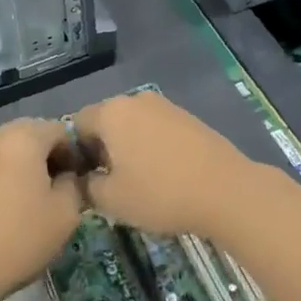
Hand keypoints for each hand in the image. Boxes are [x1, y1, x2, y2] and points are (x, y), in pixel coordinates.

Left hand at [0, 118, 85, 300]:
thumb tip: (68, 177)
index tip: (78, 183)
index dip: (75, 154)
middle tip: (56, 191)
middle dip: (48, 157)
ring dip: (23, 167)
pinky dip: (1, 179)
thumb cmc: (19, 239)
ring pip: (7, 151)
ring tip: (30, 201)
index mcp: (24, 138)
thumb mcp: (66, 214)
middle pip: (31, 135)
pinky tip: (3, 210)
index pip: (61, 130)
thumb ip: (75, 184)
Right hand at [73, 90, 270, 240]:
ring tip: (137, 183)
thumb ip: (86, 187)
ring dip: (127, 149)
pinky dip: (151, 148)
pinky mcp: (188, 118)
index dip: (75, 154)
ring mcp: (166, 106)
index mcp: (111, 112)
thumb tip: (83, 180)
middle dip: (101, 151)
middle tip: (108, 185)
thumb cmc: (159, 193)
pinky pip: (156, 130)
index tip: (84, 182)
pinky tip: (163, 175)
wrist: (225, 190)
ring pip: (133, 126)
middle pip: (106, 122)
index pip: (77, 125)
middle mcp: (136, 100)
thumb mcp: (111, 200)